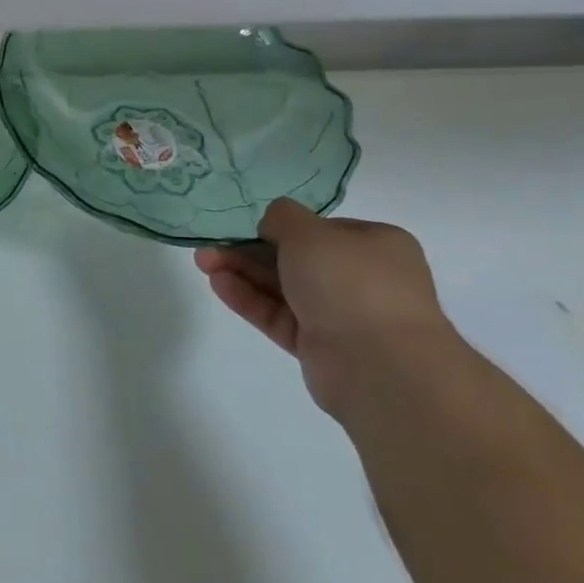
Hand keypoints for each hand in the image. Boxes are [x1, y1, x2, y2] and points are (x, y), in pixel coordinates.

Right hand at [194, 199, 462, 422]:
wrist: (380, 365)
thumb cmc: (351, 282)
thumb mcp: (309, 233)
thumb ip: (282, 218)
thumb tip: (272, 222)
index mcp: (375, 245)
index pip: (321, 229)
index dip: (281, 226)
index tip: (247, 226)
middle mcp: (362, 278)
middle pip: (296, 258)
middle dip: (250, 250)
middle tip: (210, 246)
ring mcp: (341, 314)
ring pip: (283, 288)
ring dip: (243, 273)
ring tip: (203, 262)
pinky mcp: (319, 346)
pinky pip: (279, 316)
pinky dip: (250, 300)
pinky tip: (218, 284)